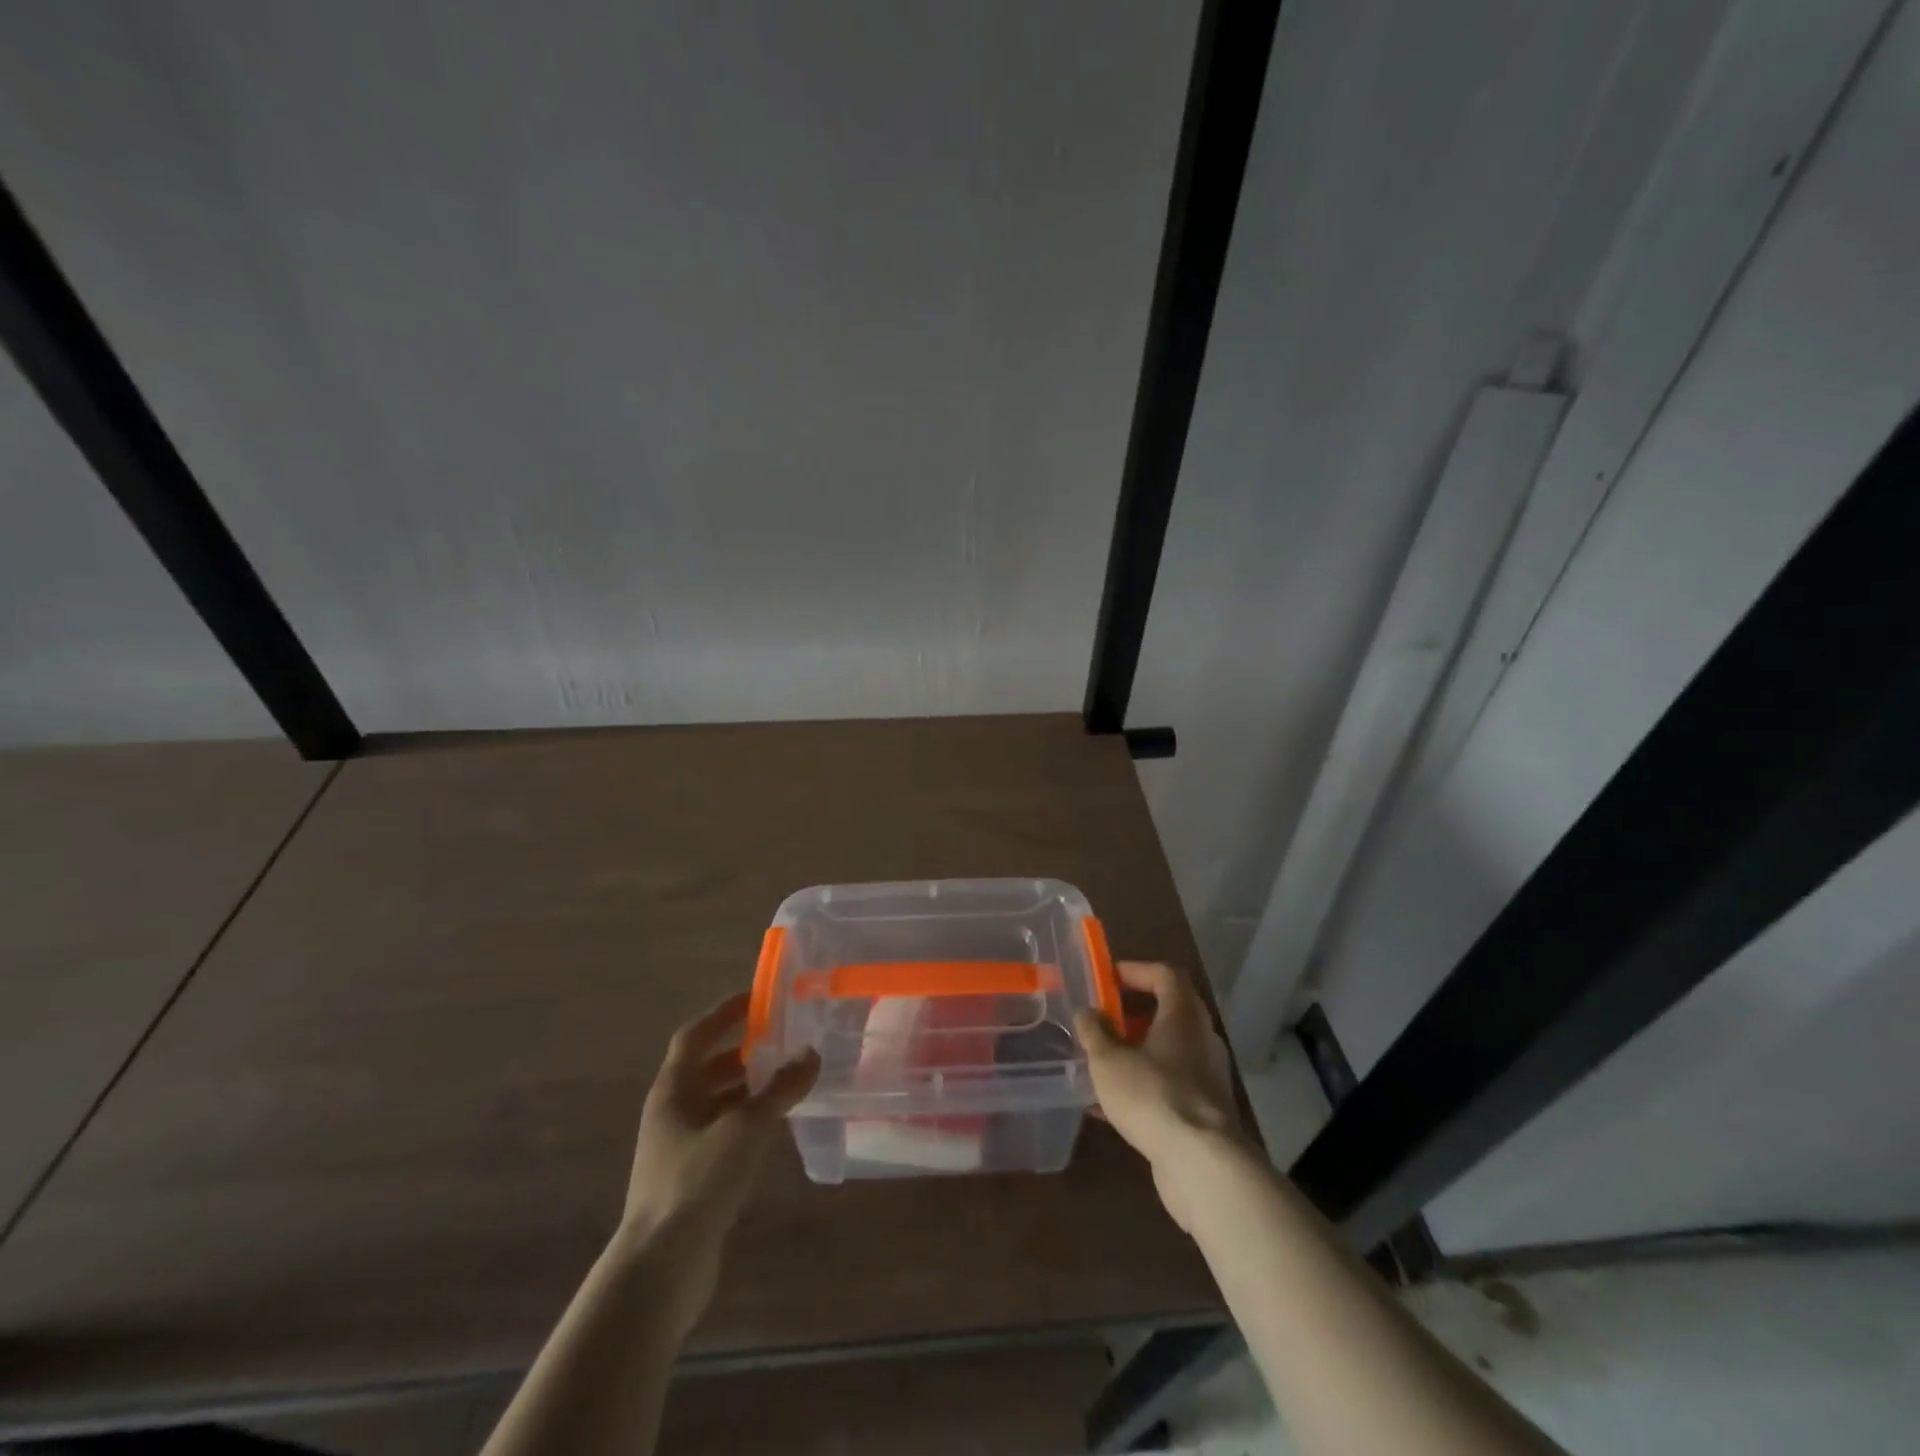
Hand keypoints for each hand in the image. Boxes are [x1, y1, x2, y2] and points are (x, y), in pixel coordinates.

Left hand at [620, 993, 818, 1315]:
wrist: (660, 1269)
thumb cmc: (696, 1182)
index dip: (724, 1013)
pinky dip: (748, 1121)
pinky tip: (776, 1127)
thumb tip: (812, 1054)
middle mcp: (671, 1112)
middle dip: (743, 1052)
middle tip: (782, 1040)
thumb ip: (781, 1089)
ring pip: (717, 1102)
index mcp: (673, 1090)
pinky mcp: (691, 1178)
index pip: (695, 1035)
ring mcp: (679, 1147)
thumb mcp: (745, 1128)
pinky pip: (723, 1133)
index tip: (758, 999)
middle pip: (706, 1068)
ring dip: (748, 1088)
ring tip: (788, 1080)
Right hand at [1075, 961, 1241, 1230]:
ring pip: (1168, 1052)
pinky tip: (1109, 1106)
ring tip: (1101, 1062)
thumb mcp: (1108, 1060)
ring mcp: (1207, 1078)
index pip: (1166, 975)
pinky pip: (1169, 1086)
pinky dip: (1142, 1086)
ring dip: (1136, 1052)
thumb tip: (1087, 1012)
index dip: (1136, 970)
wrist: (1203, 1165)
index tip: (1108, 978)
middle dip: (1133, 1014)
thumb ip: (1094, 1032)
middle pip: (1170, 1012)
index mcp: (1183, 1016)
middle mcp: (1201, 1040)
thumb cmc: (1153, 1096)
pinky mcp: (1204, 1113)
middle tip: (1103, 1019)